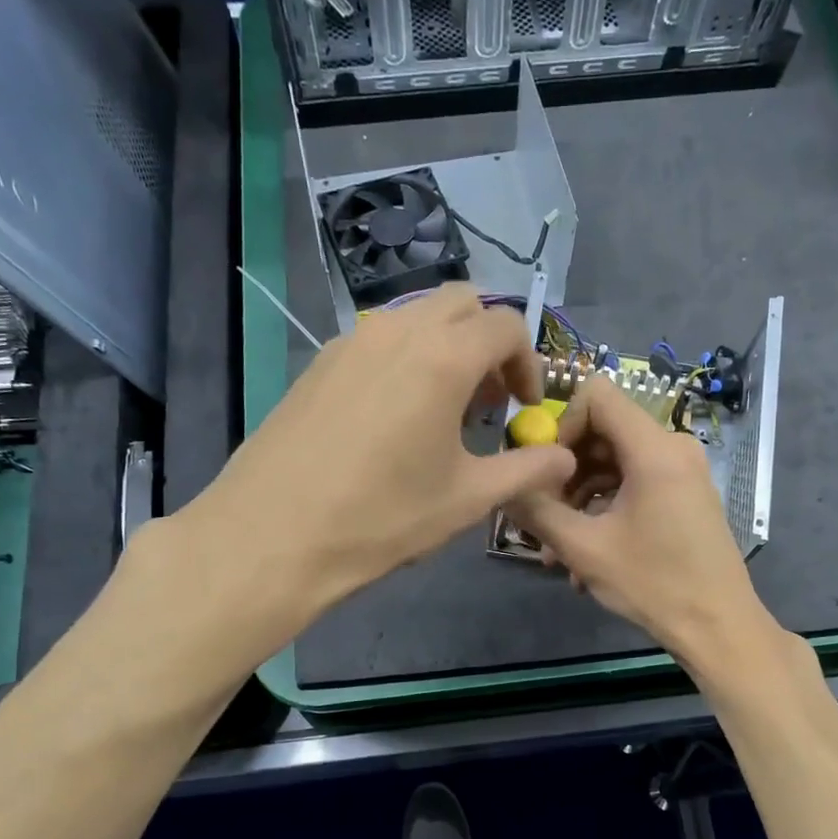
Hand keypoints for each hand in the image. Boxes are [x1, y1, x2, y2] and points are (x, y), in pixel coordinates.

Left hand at [143, 285, 576, 630]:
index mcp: (443, 357)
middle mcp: (398, 331)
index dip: (528, 362)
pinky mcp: (319, 362)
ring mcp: (351, 341)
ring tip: (444, 408)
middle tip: (488, 399)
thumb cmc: (381, 518)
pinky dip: (405, 356)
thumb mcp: (466, 499)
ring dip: (446, 346)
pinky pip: (378, 338)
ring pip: (416, 316)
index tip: (522, 407)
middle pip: (461, 303)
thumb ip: (525, 471)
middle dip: (488, 341)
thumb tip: (564, 459)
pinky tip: (395, 415)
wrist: (273, 535)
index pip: (506, 325)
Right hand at [509, 377, 779, 675]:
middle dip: (565, 469)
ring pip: (614, 460)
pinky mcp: (683, 492)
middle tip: (544, 514)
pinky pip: (633, 481)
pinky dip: (604, 506)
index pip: (597, 394)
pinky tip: (585, 553)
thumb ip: (537, 510)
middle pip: (603, 429)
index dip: (561, 423)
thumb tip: (503, 485)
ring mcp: (682, 470)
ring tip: (557, 547)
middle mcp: (673, 447)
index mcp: (654, 449)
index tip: (546, 469)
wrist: (719, 627)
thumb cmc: (654, 584)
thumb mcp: (584, 549)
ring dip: (580, 496)